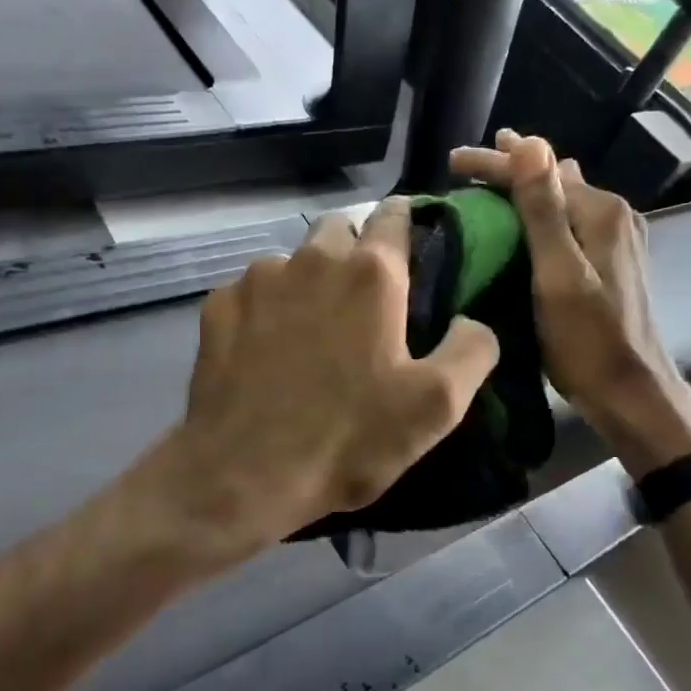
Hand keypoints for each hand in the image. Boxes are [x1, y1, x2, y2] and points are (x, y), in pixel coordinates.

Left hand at [165, 200, 501, 557]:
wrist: (242, 474)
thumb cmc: (347, 439)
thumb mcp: (436, 406)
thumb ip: (471, 350)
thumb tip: (471, 320)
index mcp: (372, 274)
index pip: (395, 215)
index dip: (407, 222)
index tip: (413, 246)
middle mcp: (312, 259)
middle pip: (340, 229)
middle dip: (355, 249)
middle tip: (364, 299)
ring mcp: (258, 279)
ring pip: (293, 259)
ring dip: (309, 280)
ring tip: (311, 330)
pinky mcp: (219, 306)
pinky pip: (253, 290)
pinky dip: (267, 306)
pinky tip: (266, 348)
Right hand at [451, 131, 690, 474]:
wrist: (630, 393)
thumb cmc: (587, 339)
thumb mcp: (558, 273)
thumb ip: (543, 209)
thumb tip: (530, 141)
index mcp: (600, 211)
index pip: (539, 169)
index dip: (494, 162)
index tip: (452, 161)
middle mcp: (613, 215)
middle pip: (552, 180)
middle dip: (509, 170)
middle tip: (464, 168)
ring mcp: (615, 240)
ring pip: (560, 201)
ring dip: (524, 192)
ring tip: (487, 186)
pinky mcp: (609, 263)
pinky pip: (566, 224)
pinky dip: (538, 217)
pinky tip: (520, 224)